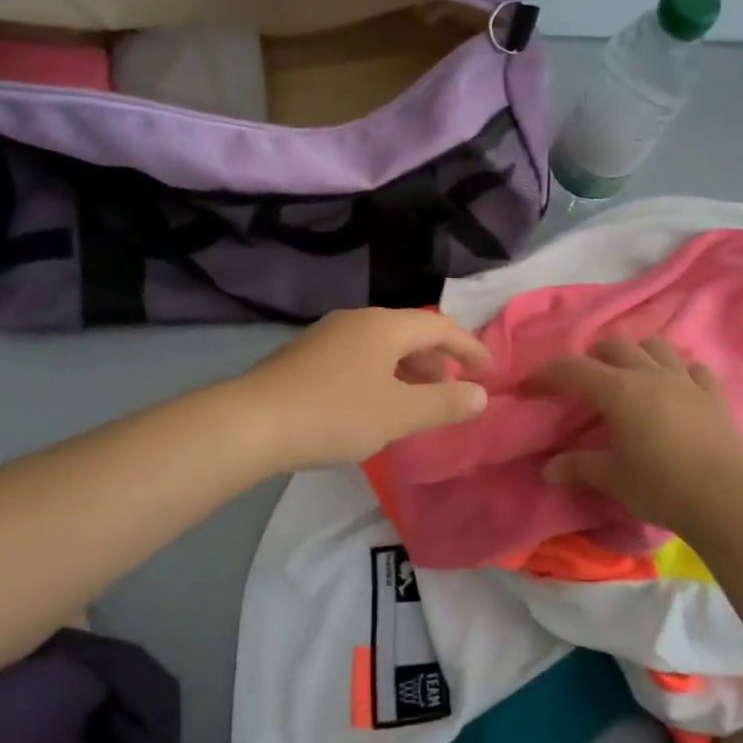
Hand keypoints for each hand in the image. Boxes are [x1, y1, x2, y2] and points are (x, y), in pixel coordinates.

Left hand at [239, 308, 491, 469]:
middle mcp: (358, 320)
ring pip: (382, 347)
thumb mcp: (399, 414)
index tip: (489, 373)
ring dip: (407, 372)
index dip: (470, 349)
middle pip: (411, 334)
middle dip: (436, 363)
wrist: (252, 423)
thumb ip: (445, 404)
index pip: (441, 328)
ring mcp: (328, 335)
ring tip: (413, 405)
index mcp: (385, 326)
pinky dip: (380, 376)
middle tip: (449, 395)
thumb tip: (481, 395)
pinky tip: (372, 406)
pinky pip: (359, 358)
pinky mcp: (306, 355)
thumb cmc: (335, 414)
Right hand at [532, 336, 742, 536]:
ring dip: (638, 354)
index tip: (531, 384)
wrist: (725, 498)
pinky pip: (694, 370)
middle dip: (593, 357)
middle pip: (616, 346)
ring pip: (657, 347)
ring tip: (630, 376)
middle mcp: (651, 375)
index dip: (548, 373)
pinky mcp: (713, 396)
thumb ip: (578, 467)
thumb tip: (548, 469)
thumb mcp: (612, 478)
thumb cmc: (660, 485)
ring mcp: (686, 381)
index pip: (574, 369)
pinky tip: (676, 390)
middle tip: (583, 381)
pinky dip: (679, 373)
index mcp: (619, 390)